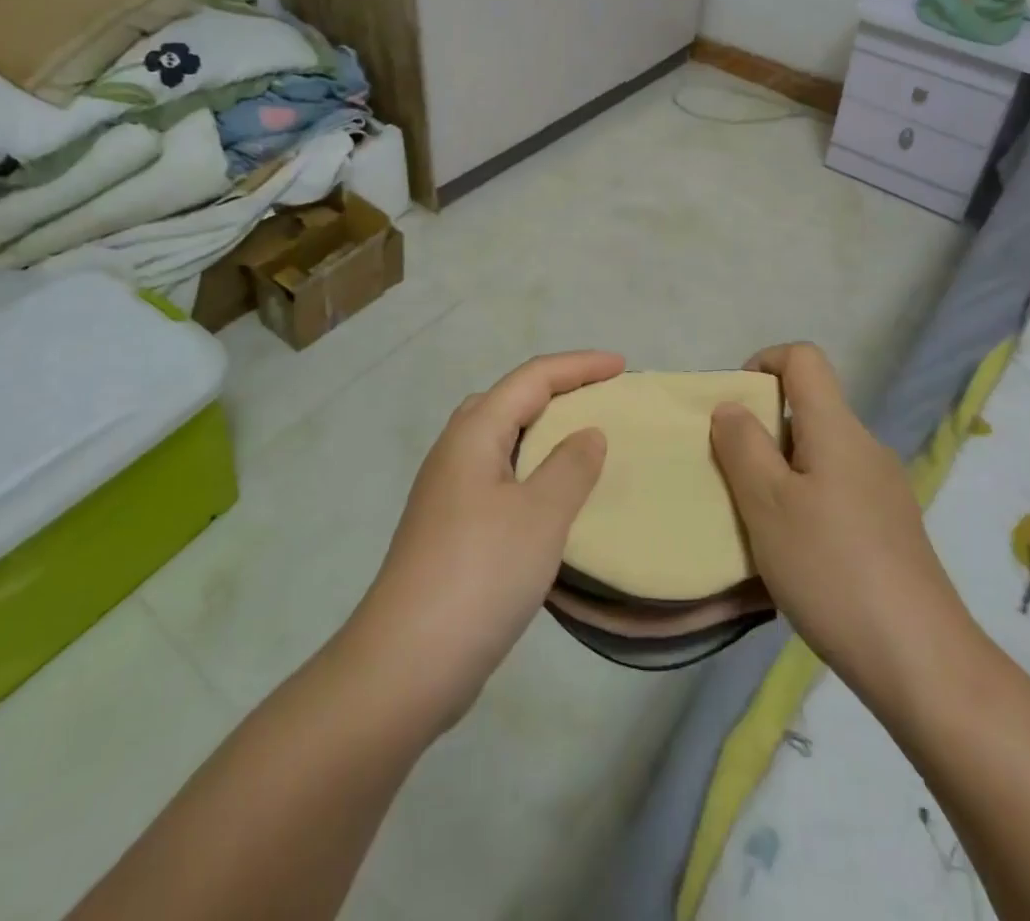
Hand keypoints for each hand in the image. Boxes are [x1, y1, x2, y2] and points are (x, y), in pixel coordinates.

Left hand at [342, 351, 619, 733]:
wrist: (407, 662)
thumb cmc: (481, 574)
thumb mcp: (540, 515)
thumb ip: (571, 467)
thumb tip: (588, 433)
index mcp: (474, 433)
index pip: (532, 378)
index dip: (579, 366)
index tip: (622, 366)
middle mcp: (455, 452)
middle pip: (509, 399)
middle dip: (556, 389)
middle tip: (599, 398)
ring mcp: (446, 492)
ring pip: (499, 439)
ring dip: (540, 430)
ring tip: (579, 440)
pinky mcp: (448, 529)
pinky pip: (497, 475)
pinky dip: (529, 469)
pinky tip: (548, 497)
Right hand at [709, 343, 977, 703]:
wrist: (922, 661)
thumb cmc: (832, 569)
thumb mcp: (768, 504)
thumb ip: (743, 446)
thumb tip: (731, 407)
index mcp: (837, 429)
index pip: (804, 358)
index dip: (764, 362)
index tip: (734, 408)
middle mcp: (866, 448)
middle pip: (810, 408)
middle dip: (763, 429)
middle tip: (732, 476)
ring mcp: (884, 490)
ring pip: (821, 454)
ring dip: (781, 471)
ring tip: (757, 521)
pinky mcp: (891, 528)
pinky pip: (836, 490)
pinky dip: (805, 501)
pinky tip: (795, 553)